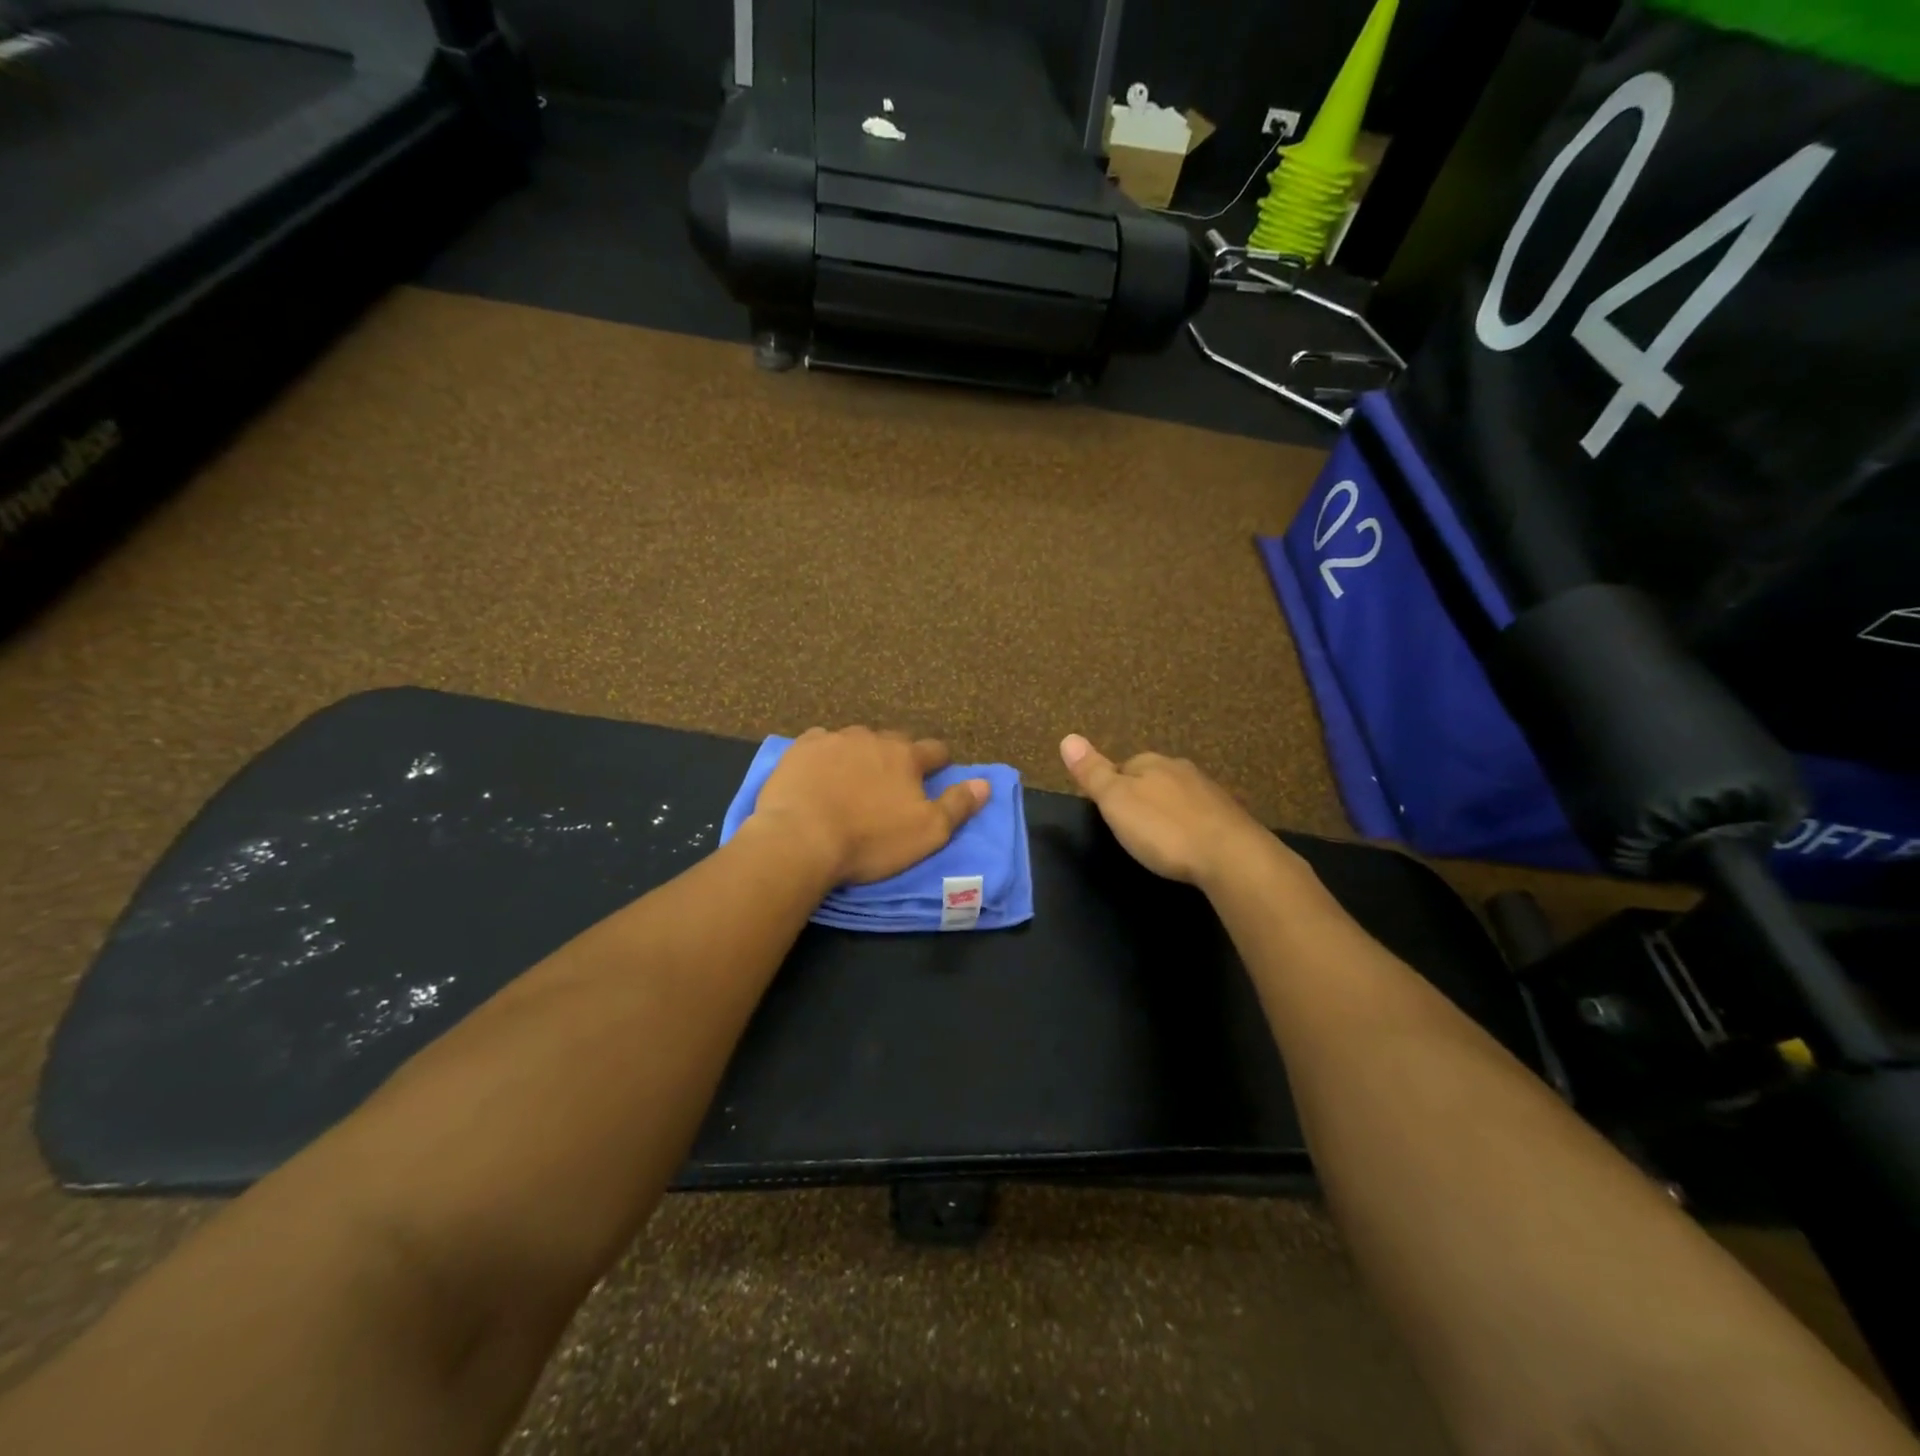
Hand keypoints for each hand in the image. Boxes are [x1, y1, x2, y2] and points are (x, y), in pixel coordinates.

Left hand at [750, 727, 989, 885]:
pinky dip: (826, 754)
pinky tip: (820, 771)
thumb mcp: (927, 832)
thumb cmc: (870, 840)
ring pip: (856, 740)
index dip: (940, 762)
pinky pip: (820, 743)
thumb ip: (958, 805)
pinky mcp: (801, 749)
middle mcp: (872, 738)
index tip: (937, 774)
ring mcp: (834, 740)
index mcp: (906, 756)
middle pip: (894, 741)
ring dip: (861, 754)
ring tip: (854, 779)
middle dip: (898, 756)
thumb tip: (985, 783)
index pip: (935, 750)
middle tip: (892, 782)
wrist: (800, 838)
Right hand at [1060, 734, 1273, 887]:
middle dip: (1142, 797)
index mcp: (1151, 763)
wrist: (1229, 856)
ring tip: (1159, 838)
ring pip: (1178, 796)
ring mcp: (1209, 792)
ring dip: (1167, 811)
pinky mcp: (1229, 817)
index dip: (1112, 787)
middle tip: (1131, 828)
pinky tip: (1188, 845)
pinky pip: (1200, 816)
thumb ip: (1092, 772)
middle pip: (1152, 778)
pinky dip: (1190, 826)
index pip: (1123, 766)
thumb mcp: (1115, 801)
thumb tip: (1068, 737)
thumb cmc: (1163, 828)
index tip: (1108, 812)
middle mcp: (1181, 769)